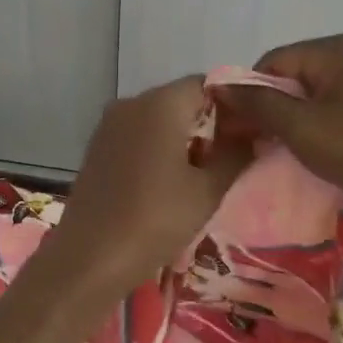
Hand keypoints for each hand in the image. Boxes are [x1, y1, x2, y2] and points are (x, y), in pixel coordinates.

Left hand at [41, 76, 251, 298]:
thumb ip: (236, 154)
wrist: (89, 258)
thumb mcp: (207, 191)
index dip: (233, 106)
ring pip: (159, 118)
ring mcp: (109, 124)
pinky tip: (169, 182)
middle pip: (181, 99)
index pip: (207, 84)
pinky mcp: (98, 147)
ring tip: (204, 175)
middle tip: (233, 158)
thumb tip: (253, 134)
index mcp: (160, 103)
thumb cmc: (155, 220)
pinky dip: (158, 148)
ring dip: (184, 138)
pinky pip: (138, 135)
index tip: (249, 136)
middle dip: (209, 123)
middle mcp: (131, 102)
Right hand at [218, 34, 342, 214]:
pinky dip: (317, 119)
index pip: (273, 61)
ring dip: (292, 115)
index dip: (251, 92)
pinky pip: (334, 102)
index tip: (240, 127)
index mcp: (337, 48)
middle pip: (293, 73)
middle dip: (271, 105)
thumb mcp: (299, 127)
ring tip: (283, 146)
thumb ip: (257, 103)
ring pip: (313, 90)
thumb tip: (219, 86)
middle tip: (258, 140)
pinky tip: (313, 144)